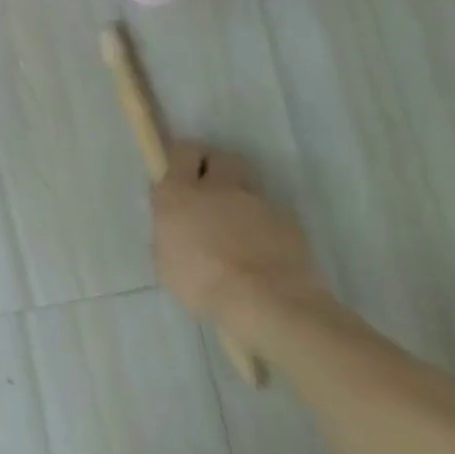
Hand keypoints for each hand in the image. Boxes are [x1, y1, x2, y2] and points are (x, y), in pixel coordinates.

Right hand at [151, 142, 330, 325]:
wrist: (266, 301)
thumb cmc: (203, 283)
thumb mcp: (167, 261)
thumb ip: (170, 232)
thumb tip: (176, 224)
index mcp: (181, 193)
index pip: (183, 152)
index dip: (184, 159)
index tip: (182, 173)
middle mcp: (219, 188)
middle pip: (221, 158)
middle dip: (216, 168)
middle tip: (211, 192)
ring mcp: (257, 202)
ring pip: (248, 186)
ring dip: (241, 198)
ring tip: (240, 228)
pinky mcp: (288, 222)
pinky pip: (273, 214)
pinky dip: (266, 225)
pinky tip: (264, 251)